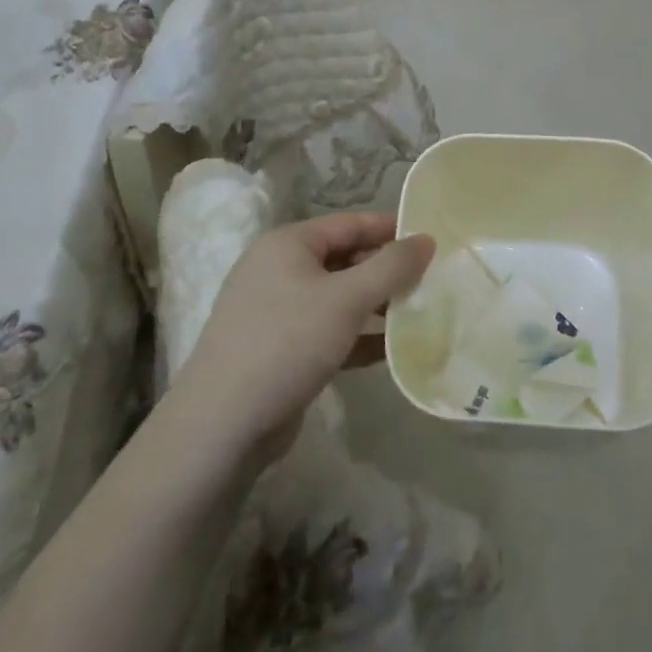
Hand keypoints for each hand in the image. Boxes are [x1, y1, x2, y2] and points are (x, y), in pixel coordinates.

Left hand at [172, 212, 433, 465]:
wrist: (221, 427)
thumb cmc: (287, 343)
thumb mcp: (347, 299)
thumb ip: (391, 267)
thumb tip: (427, 239)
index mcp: (288, 244)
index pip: (349, 224)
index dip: (390, 229)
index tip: (430, 241)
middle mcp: (278, 270)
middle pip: (344, 259)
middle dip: (385, 271)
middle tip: (429, 281)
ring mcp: (276, 312)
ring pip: (338, 298)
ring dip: (375, 306)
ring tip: (419, 314)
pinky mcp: (279, 350)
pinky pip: (328, 331)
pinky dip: (357, 337)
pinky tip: (391, 351)